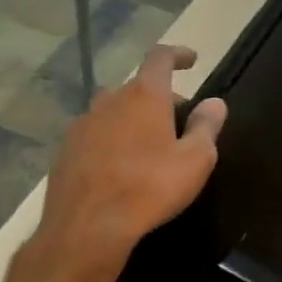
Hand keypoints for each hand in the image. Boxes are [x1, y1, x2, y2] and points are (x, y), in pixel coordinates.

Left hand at [29, 45, 226, 276]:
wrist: (87, 227)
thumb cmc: (150, 188)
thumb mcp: (195, 160)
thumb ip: (206, 126)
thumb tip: (215, 102)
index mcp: (144, 96)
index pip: (160, 58)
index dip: (178, 55)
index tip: (192, 60)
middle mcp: (109, 101)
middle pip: (137, 87)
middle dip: (160, 97)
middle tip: (179, 119)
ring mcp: (83, 125)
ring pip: (114, 110)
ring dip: (134, 118)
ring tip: (150, 144)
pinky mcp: (66, 151)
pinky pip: (97, 134)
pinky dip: (113, 139)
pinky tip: (123, 167)